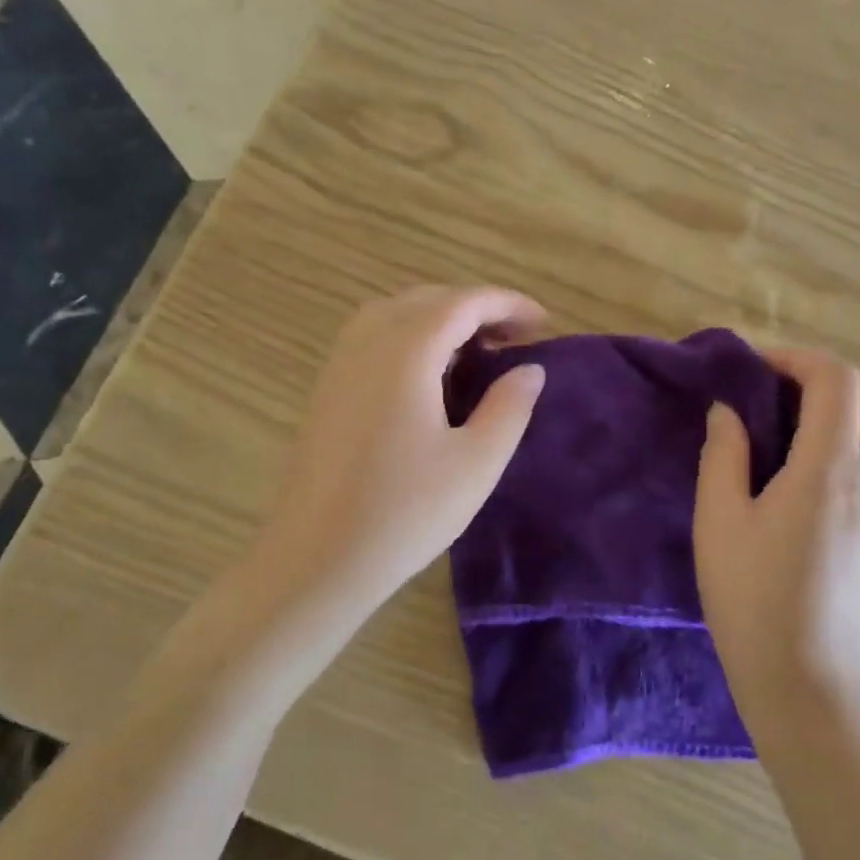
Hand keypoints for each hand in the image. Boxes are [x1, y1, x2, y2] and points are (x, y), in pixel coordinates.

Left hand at [252, 285, 547, 614]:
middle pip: (428, 299)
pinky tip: (429, 377)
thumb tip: (530, 369)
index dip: (508, 303)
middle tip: (515, 340)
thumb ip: (509, 407)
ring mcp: (339, 364)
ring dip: (441, 320)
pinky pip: (374, 338)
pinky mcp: (326, 389)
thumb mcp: (475, 463)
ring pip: (396, 313)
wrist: (314, 560)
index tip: (544, 323)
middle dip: (476, 309)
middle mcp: (367, 342)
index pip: (463, 302)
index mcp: (405, 351)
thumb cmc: (403, 513)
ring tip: (476, 353)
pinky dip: (411, 337)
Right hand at [693, 350, 859, 727]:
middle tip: (785, 392)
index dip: (797, 358)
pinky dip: (854, 436)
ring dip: (850, 405)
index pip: (838, 379)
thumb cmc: (752, 598)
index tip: (755, 370)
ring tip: (791, 426)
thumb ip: (723, 455)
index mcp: (829, 468)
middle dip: (838, 374)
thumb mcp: (718, 521)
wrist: (806, 679)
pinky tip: (804, 467)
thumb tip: (729, 412)